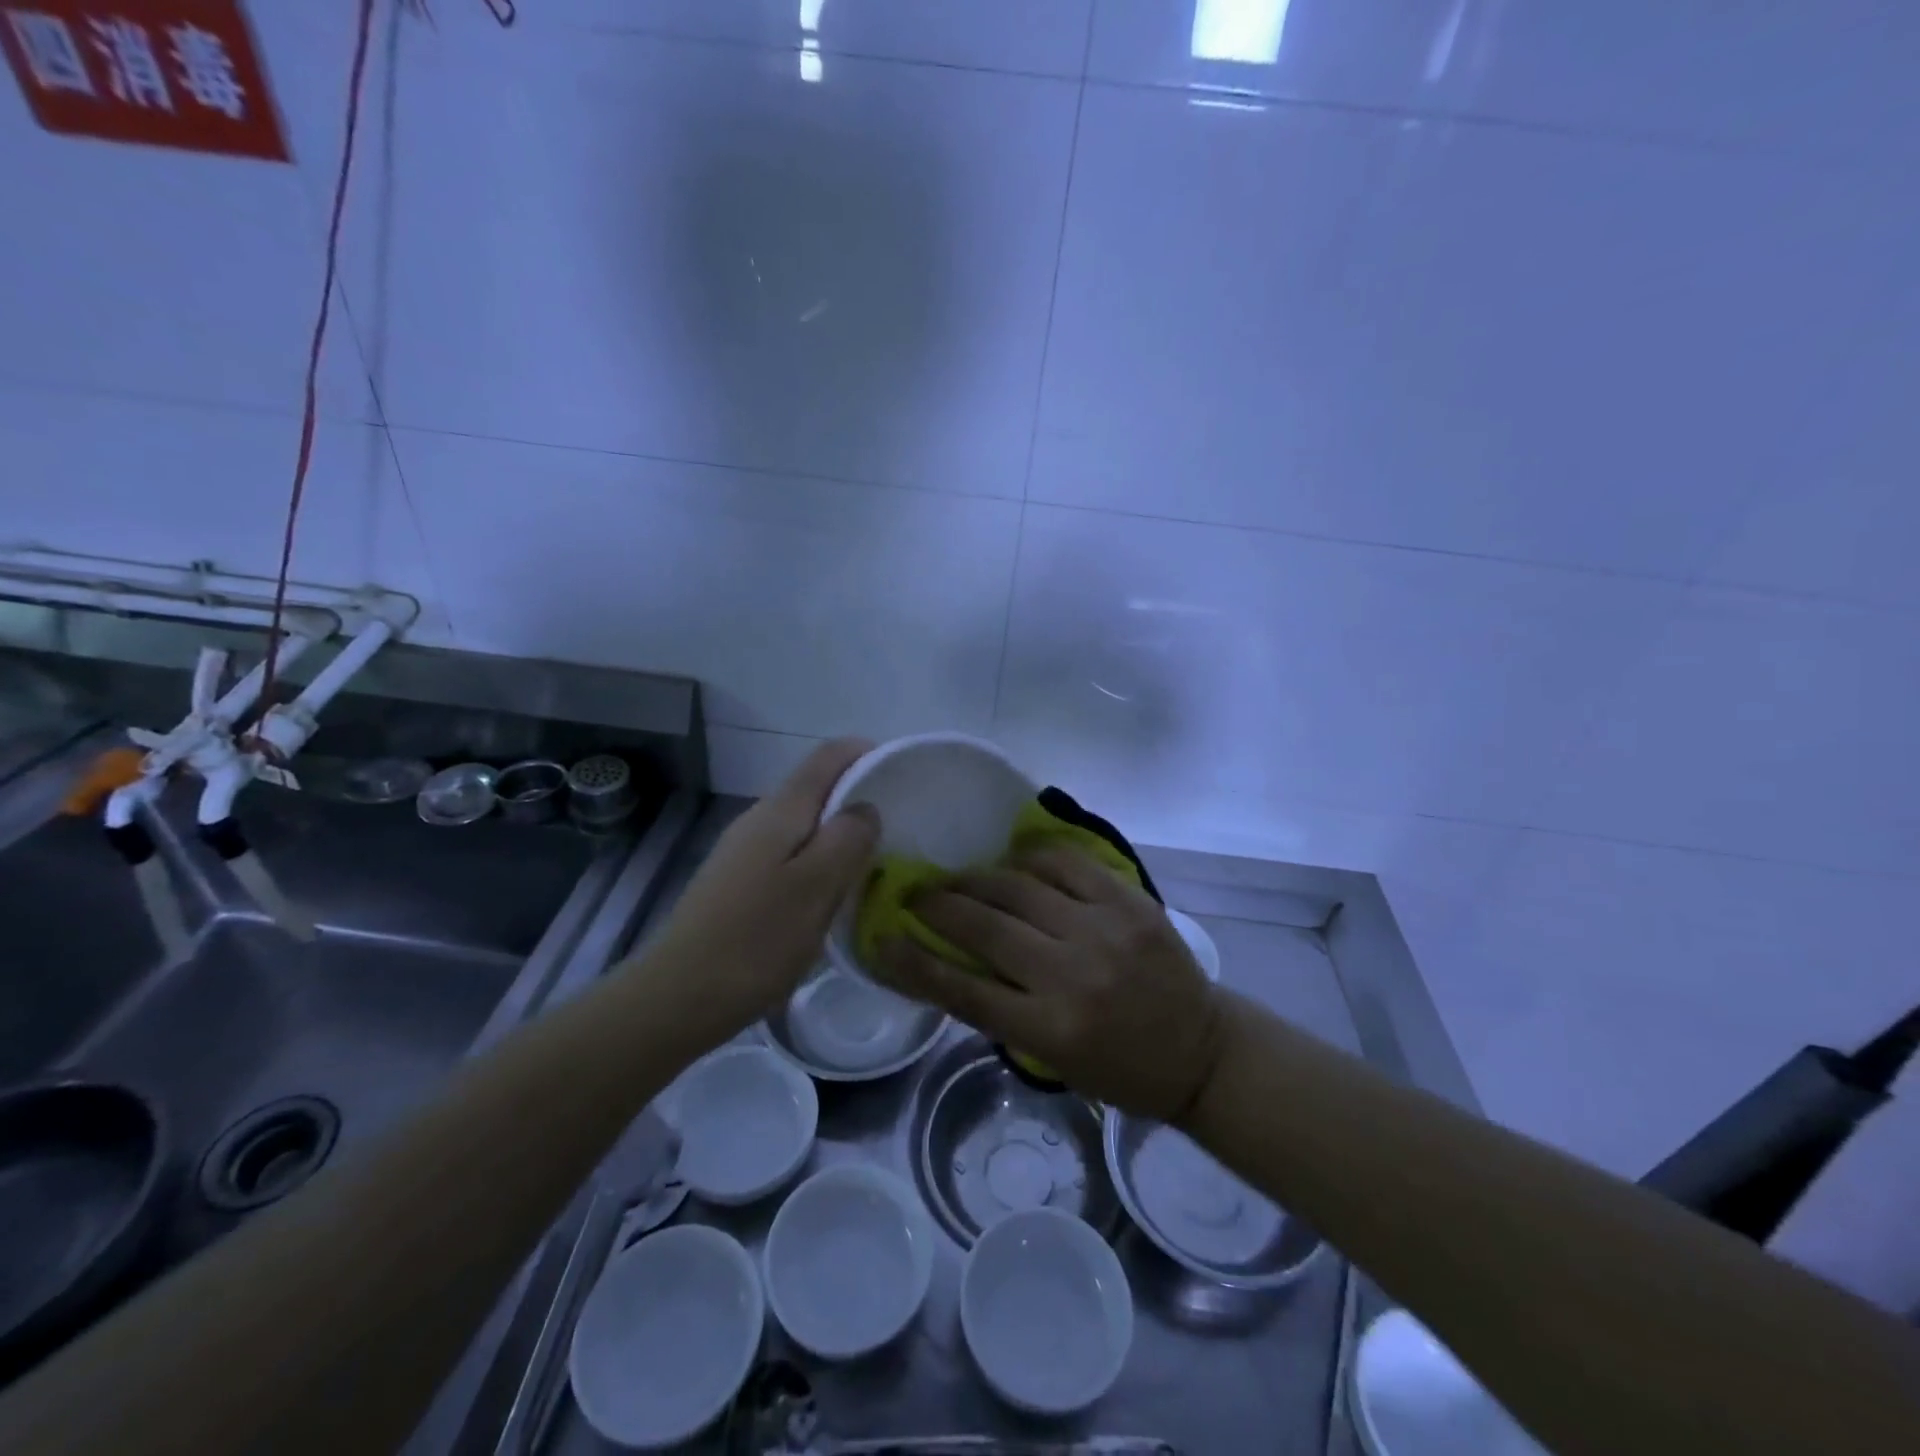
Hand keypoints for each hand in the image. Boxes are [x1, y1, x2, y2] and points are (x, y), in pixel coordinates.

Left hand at [641, 738, 878, 1049]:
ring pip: (803, 825)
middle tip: (897, 828)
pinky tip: (829, 895)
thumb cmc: (756, 939)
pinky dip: (817, 862)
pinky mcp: (737, 882)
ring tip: (872, 862)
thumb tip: (865, 808)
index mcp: (780, 811)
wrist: (678, 996)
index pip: (827, 757)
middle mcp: (758, 819)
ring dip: (838, 834)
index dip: (865, 753)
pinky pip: (789, 855)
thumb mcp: (817, 887)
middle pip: (815, 788)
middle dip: (857, 797)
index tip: (901, 773)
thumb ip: (848, 838)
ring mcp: (743, 851)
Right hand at [873, 845, 1225, 1121]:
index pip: (961, 989)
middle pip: (984, 928)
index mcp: (1050, 1030)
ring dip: (977, 879)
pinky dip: (1030, 859)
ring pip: (1018, 887)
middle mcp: (1072, 976)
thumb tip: (942, 962)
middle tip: (917, 895)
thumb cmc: (1119, 1069)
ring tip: (958, 878)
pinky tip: (1014, 864)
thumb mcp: (1051, 1061)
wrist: (1201, 1050)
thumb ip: (999, 1012)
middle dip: (938, 906)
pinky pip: (1065, 863)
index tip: (882, 939)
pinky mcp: (1129, 901)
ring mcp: (1103, 931)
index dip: (912, 962)